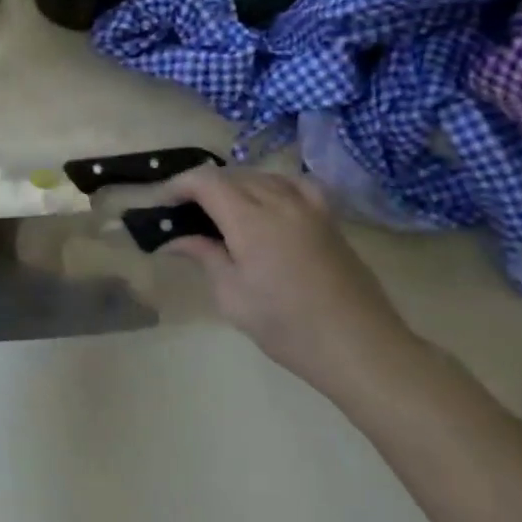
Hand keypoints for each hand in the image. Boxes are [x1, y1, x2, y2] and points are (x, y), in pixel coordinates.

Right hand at [163, 166, 417, 394]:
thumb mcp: (233, 297)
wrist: (359, 346)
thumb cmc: (287, 327)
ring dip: (235, 185)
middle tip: (184, 215)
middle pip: (232, 175)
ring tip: (221, 210)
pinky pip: (295, 184)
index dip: (178, 185)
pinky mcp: (329, 218)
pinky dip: (273, 184)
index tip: (162, 205)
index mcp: (250, 220)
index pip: (205, 181)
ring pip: (262, 176)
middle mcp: (279, 201)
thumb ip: (205, 257)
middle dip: (202, 187)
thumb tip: (176, 239)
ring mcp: (309, 207)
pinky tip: (269, 202)